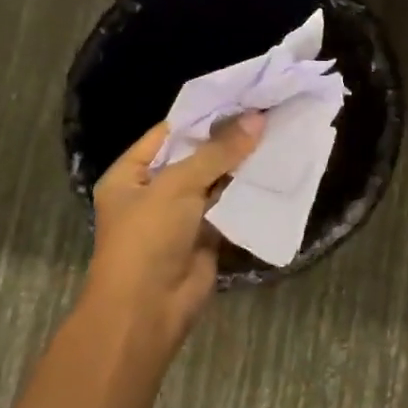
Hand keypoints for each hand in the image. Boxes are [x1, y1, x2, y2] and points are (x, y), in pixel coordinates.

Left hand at [83, 114, 264, 344]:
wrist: (148, 310)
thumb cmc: (148, 238)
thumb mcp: (178, 186)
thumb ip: (218, 152)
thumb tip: (257, 118)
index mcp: (130, 175)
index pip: (168, 134)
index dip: (203, 116)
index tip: (240, 98)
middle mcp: (153, 192)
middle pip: (194, 156)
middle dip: (227, 139)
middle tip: (266, 112)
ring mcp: (180, 216)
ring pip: (215, 181)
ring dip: (241, 165)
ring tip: (277, 134)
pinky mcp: (205, 236)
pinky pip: (228, 207)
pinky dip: (247, 192)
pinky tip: (274, 171)